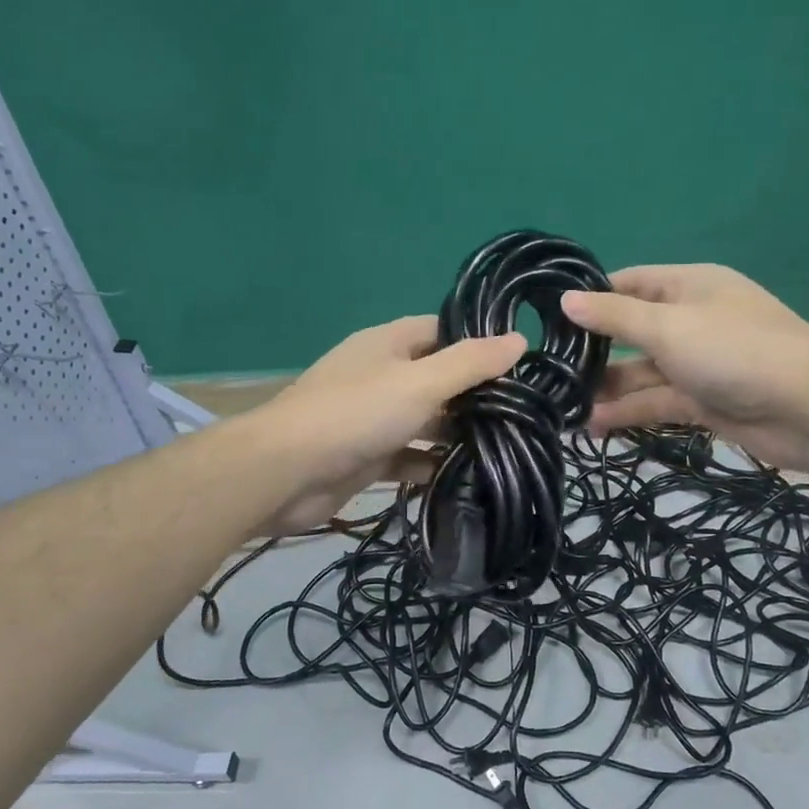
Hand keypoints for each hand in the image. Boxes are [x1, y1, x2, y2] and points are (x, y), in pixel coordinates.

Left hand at [253, 316, 525, 534]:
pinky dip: (429, 465)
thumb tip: (518, 339)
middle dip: (473, 395)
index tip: (520, 362)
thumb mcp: (421, 382)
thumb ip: (470, 363)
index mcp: (389, 344)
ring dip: (455, 434)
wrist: (285, 472)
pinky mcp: (366, 457)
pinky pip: (407, 457)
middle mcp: (381, 375)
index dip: (478, 342)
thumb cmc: (356, 414)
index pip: (442, 331)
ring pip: (424, 420)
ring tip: (505, 446)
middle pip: (436, 378)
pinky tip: (463, 477)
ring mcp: (371, 418)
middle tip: (522, 412)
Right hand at [561, 264, 808, 480]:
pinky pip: (658, 403)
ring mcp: (698, 364)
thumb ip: (615, 316)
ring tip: (563, 408)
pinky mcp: (704, 402)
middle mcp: (691, 321)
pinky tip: (594, 426)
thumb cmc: (735, 351)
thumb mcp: (668, 326)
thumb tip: (566, 299)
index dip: (590, 298)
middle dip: (593, 352)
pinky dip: (629, 413)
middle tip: (548, 372)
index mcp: (687, 287)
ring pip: (642, 373)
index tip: (548, 318)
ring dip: (607, 390)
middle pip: (632, 332)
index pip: (629, 284)